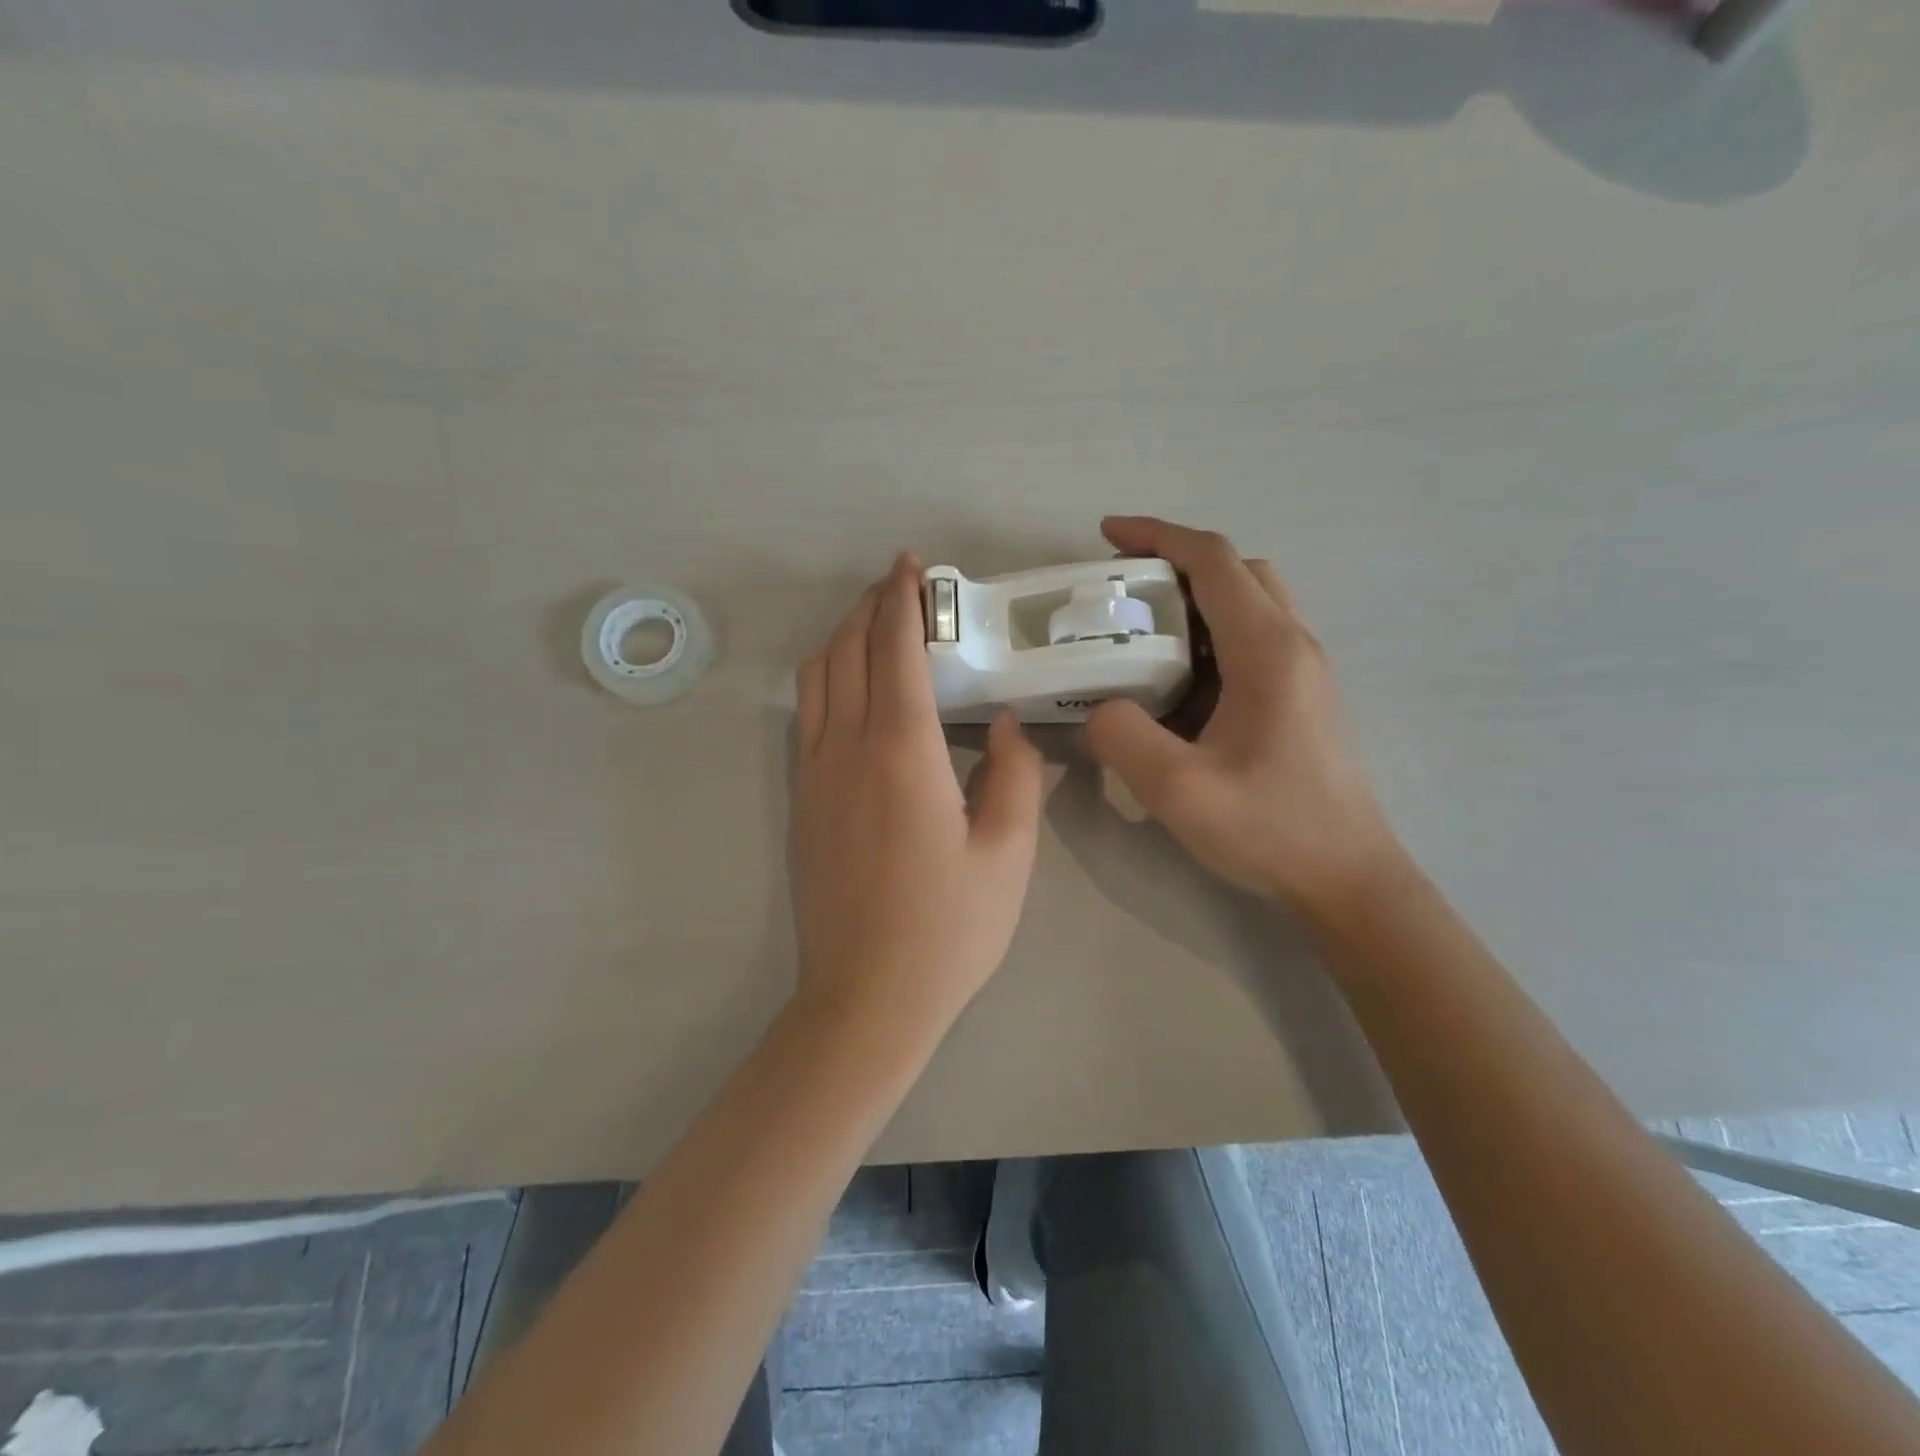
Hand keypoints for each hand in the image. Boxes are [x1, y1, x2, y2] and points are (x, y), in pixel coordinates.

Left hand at [791, 554, 1045, 1037]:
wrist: (866, 998)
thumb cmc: (948, 929)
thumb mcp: (1008, 854)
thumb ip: (1015, 775)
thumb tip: (1006, 724)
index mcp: (901, 752)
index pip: (894, 649)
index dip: (903, 599)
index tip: (913, 566)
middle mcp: (845, 748)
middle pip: (846, 650)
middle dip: (871, 606)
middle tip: (903, 588)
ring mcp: (813, 774)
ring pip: (816, 678)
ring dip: (843, 638)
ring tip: (877, 630)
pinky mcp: (801, 801)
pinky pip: (808, 714)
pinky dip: (828, 678)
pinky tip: (855, 692)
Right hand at [1086, 517, 1401, 914]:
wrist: (1347, 879)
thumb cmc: (1270, 829)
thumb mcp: (1177, 790)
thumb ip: (1123, 736)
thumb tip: (1102, 706)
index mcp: (1267, 650)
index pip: (1213, 561)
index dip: (1157, 536)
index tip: (1105, 535)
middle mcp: (1292, 644)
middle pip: (1235, 571)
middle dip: (1173, 564)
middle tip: (1120, 592)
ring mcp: (1302, 670)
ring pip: (1247, 603)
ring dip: (1192, 601)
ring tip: (1137, 633)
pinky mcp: (1300, 697)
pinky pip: (1250, 640)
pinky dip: (1207, 636)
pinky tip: (1173, 681)